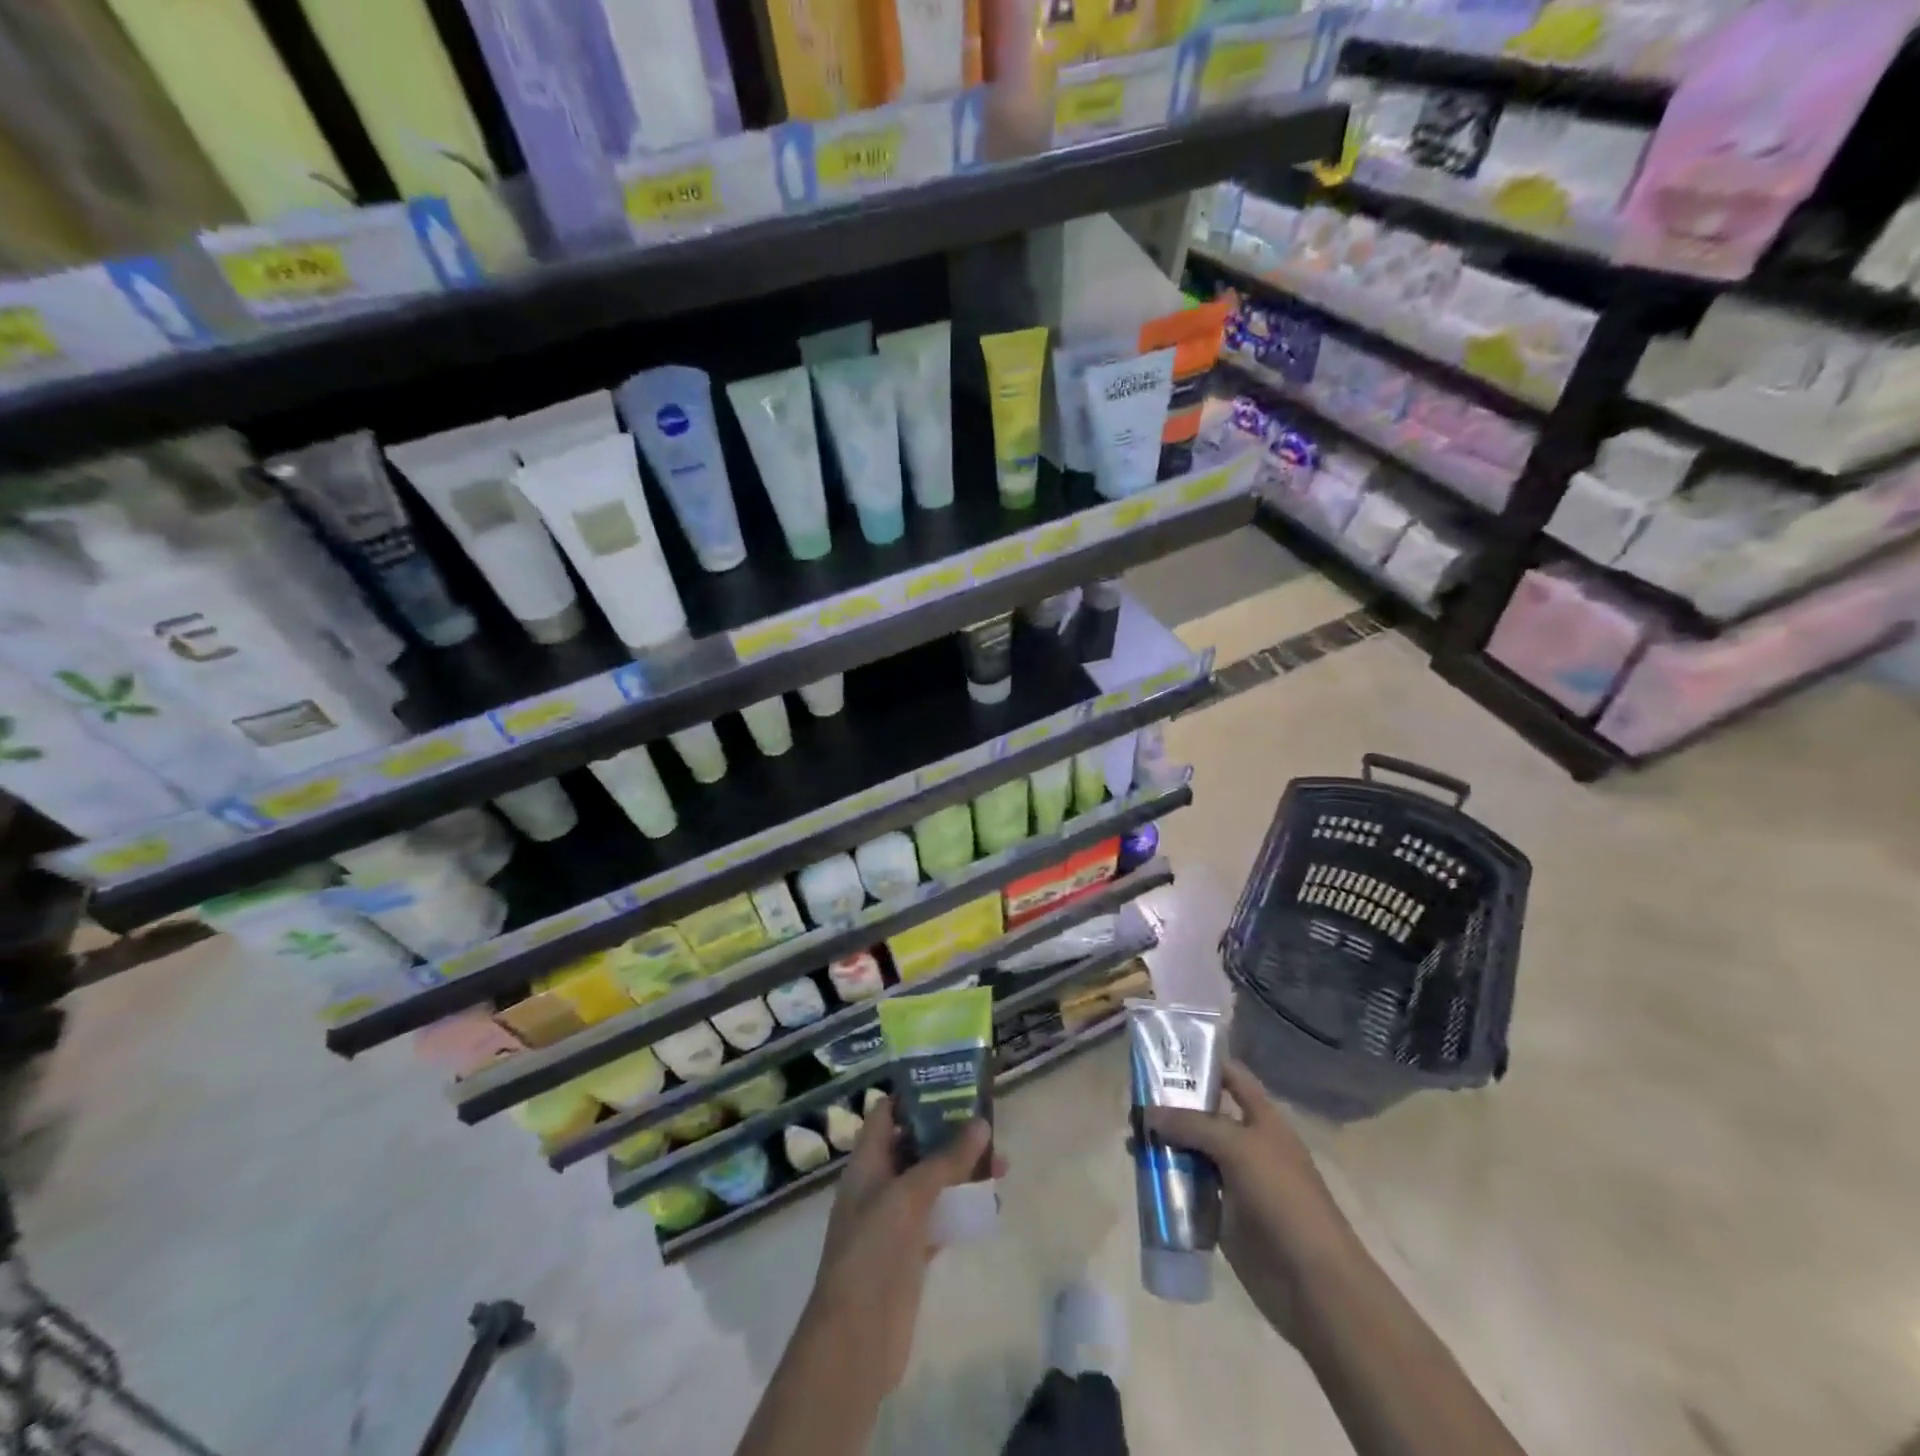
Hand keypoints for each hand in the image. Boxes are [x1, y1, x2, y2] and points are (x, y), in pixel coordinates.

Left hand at [801, 1098, 1004, 1400]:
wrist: (855, 1340)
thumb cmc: (872, 1252)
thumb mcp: (908, 1196)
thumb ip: (945, 1159)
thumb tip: (981, 1122)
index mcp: (867, 1162)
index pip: (887, 1113)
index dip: (914, 1094)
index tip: (951, 1082)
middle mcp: (879, 1184)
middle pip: (915, 1144)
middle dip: (949, 1132)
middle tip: (988, 1122)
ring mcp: (895, 1219)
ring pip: (932, 1181)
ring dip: (961, 1169)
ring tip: (1001, 1162)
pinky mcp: (911, 1251)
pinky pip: (940, 1216)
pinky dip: (962, 1206)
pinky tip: (991, 1203)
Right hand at [1146, 1060, 1354, 1346]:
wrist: (1314, 1284)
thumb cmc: (1284, 1200)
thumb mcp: (1238, 1148)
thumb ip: (1192, 1125)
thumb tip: (1148, 1113)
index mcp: (1263, 1119)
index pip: (1231, 1077)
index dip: (1203, 1062)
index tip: (1163, 1056)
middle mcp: (1247, 1144)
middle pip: (1204, 1114)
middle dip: (1171, 1107)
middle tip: (1133, 1102)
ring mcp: (1236, 1181)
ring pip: (1193, 1152)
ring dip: (1164, 1145)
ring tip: (1130, 1141)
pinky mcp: (1224, 1216)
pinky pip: (1191, 1189)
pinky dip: (1168, 1181)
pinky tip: (1143, 1176)